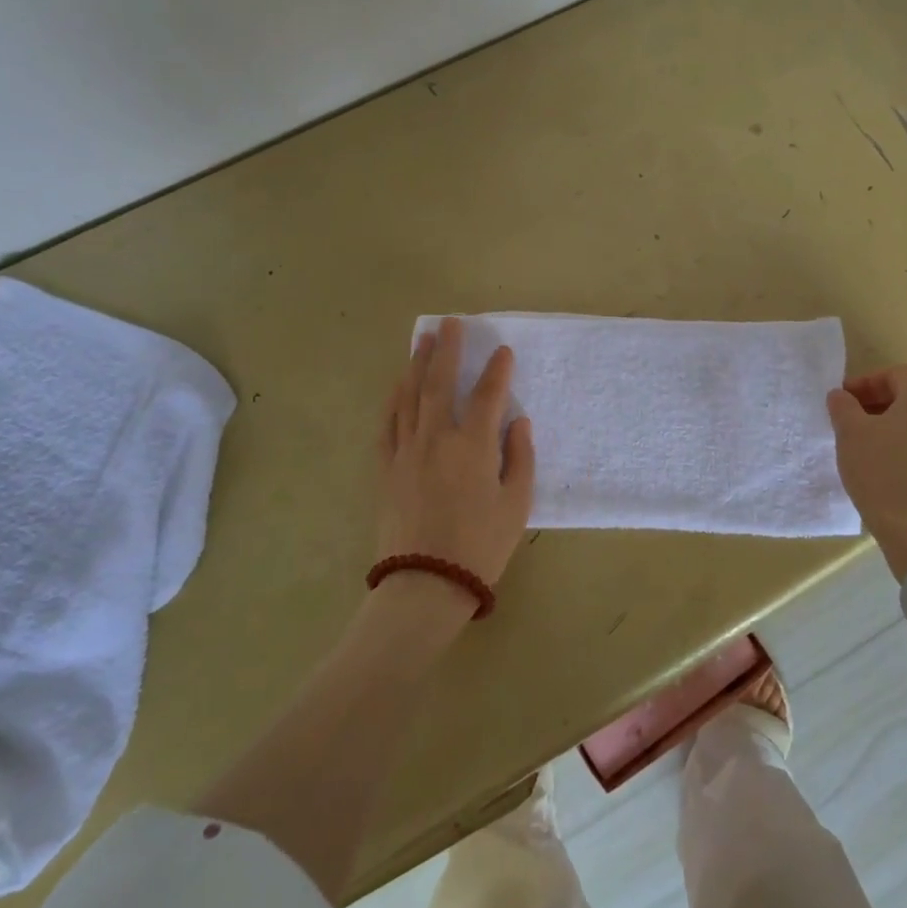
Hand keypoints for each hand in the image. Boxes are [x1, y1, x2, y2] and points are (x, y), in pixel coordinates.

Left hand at [377, 317, 536, 612]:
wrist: (424, 584)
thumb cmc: (480, 546)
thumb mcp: (516, 505)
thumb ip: (520, 458)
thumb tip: (518, 422)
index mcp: (474, 446)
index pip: (489, 395)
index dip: (498, 371)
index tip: (503, 350)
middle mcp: (437, 438)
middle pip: (440, 382)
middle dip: (448, 349)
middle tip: (451, 323)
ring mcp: (406, 450)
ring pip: (410, 396)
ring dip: (417, 364)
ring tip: (423, 340)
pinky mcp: (386, 467)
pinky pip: (388, 422)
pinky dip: (394, 398)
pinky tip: (398, 385)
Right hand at [826, 366, 906, 580]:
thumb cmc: (884, 474)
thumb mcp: (851, 435)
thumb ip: (843, 407)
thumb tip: (841, 396)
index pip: (895, 374)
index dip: (865, 382)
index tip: (843, 401)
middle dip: (877, 406)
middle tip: (850, 423)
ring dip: (892, 431)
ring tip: (866, 450)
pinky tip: (887, 475)